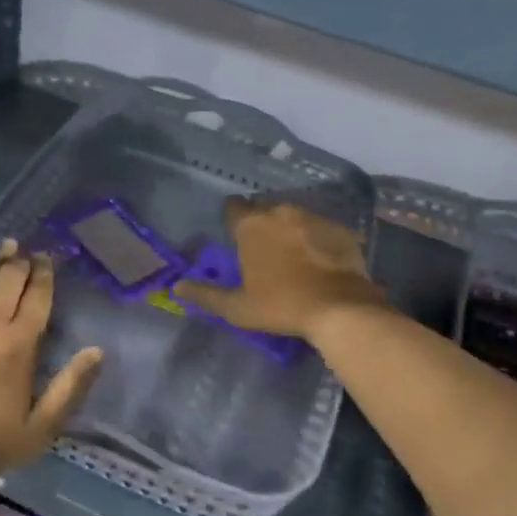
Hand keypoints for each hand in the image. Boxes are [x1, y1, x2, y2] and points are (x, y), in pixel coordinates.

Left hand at [0, 241, 101, 491]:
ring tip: (5, 245)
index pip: (36, 299)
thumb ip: (69, 389)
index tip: (47, 259)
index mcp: (18, 345)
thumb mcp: (37, 431)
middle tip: (27, 250)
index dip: (44, 276)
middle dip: (21, 262)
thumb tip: (96, 351)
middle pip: (9, 281)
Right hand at [174, 198, 387, 341]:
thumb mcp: (237, 307)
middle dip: (262, 224)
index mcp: (251, 225)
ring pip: (293, 215)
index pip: (233, 207)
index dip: (233, 220)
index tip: (236, 237)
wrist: (340, 308)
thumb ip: (205, 294)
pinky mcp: (340, 228)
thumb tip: (176, 287)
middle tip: (264, 251)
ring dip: (289, 229)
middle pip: (264, 208)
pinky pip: (320, 227)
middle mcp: (280, 211)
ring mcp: (313, 217)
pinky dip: (316, 238)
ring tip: (294, 255)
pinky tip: (320, 260)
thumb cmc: (281, 306)